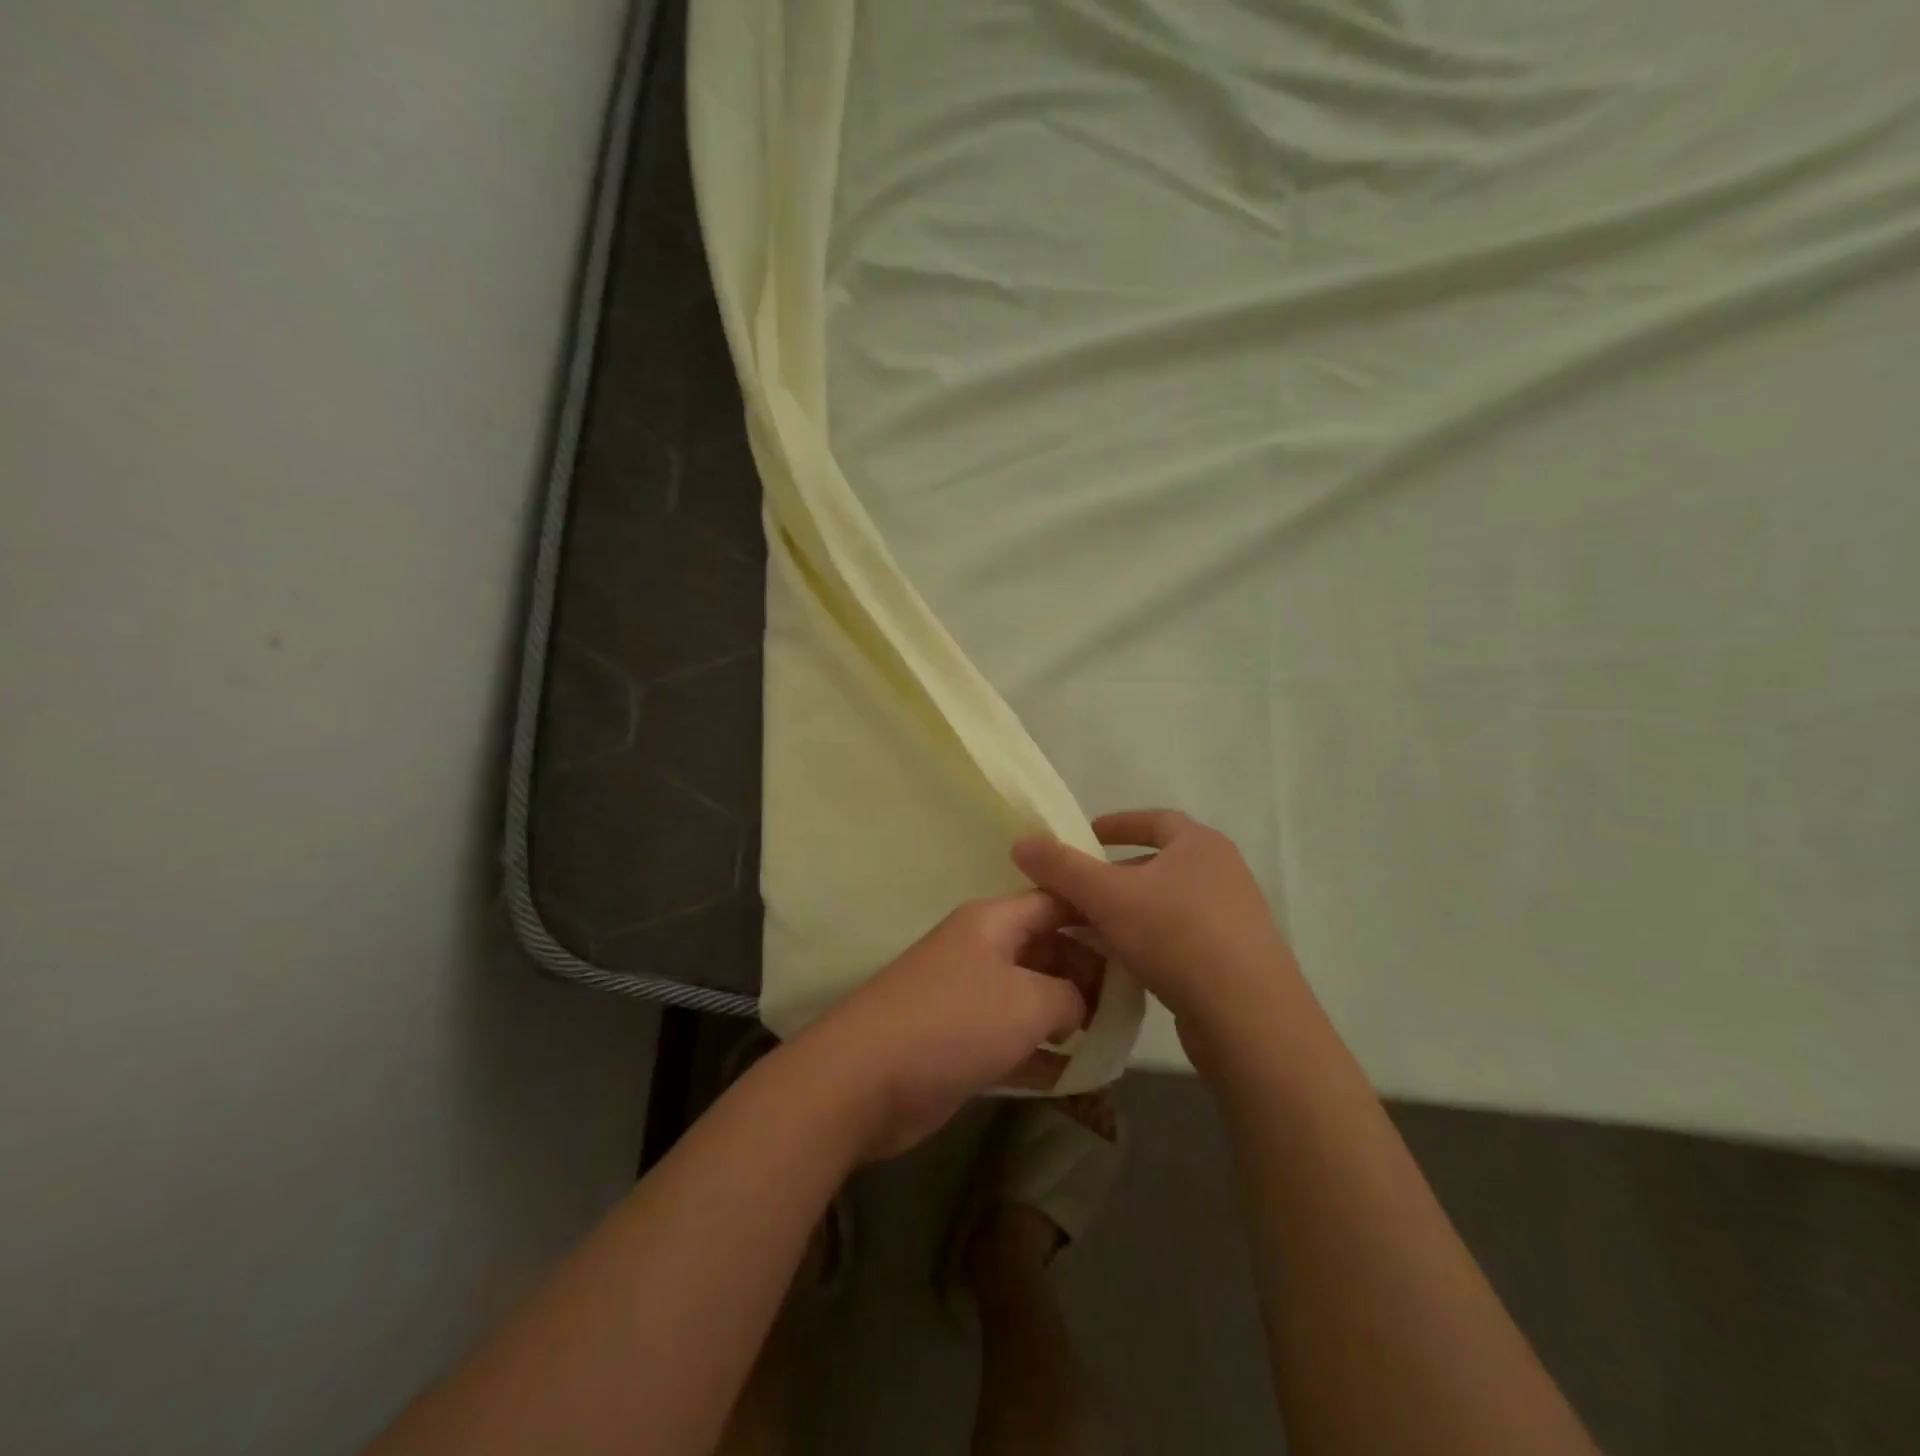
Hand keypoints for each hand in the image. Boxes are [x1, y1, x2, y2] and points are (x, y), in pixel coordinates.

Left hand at [800, 893, 1103, 1160]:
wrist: (864, 1080)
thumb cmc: (954, 1022)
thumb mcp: (1028, 1000)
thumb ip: (1069, 994)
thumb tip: (1078, 1003)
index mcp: (993, 922)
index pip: (1053, 902)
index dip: (1095, 914)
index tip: (1136, 937)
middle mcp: (980, 951)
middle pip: (1045, 949)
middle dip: (1086, 972)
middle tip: (1129, 1003)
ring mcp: (968, 998)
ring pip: (1030, 997)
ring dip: (1067, 1017)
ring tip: (1113, 1039)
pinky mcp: (959, 1042)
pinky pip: (1012, 1040)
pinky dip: (1042, 1054)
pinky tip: (1077, 1074)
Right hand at [1012, 809, 1302, 1047]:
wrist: (1248, 1018)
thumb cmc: (1176, 937)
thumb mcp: (1107, 896)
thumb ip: (1061, 867)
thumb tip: (1022, 842)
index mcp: (1200, 844)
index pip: (1153, 820)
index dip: (1116, 824)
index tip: (1085, 835)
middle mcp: (1223, 872)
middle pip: (1157, 864)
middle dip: (1114, 876)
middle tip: (1077, 893)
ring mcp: (1235, 917)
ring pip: (1167, 904)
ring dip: (1129, 913)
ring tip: (1091, 931)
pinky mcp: (1237, 959)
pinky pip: (1182, 938)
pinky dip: (1150, 942)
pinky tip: (1124, 965)